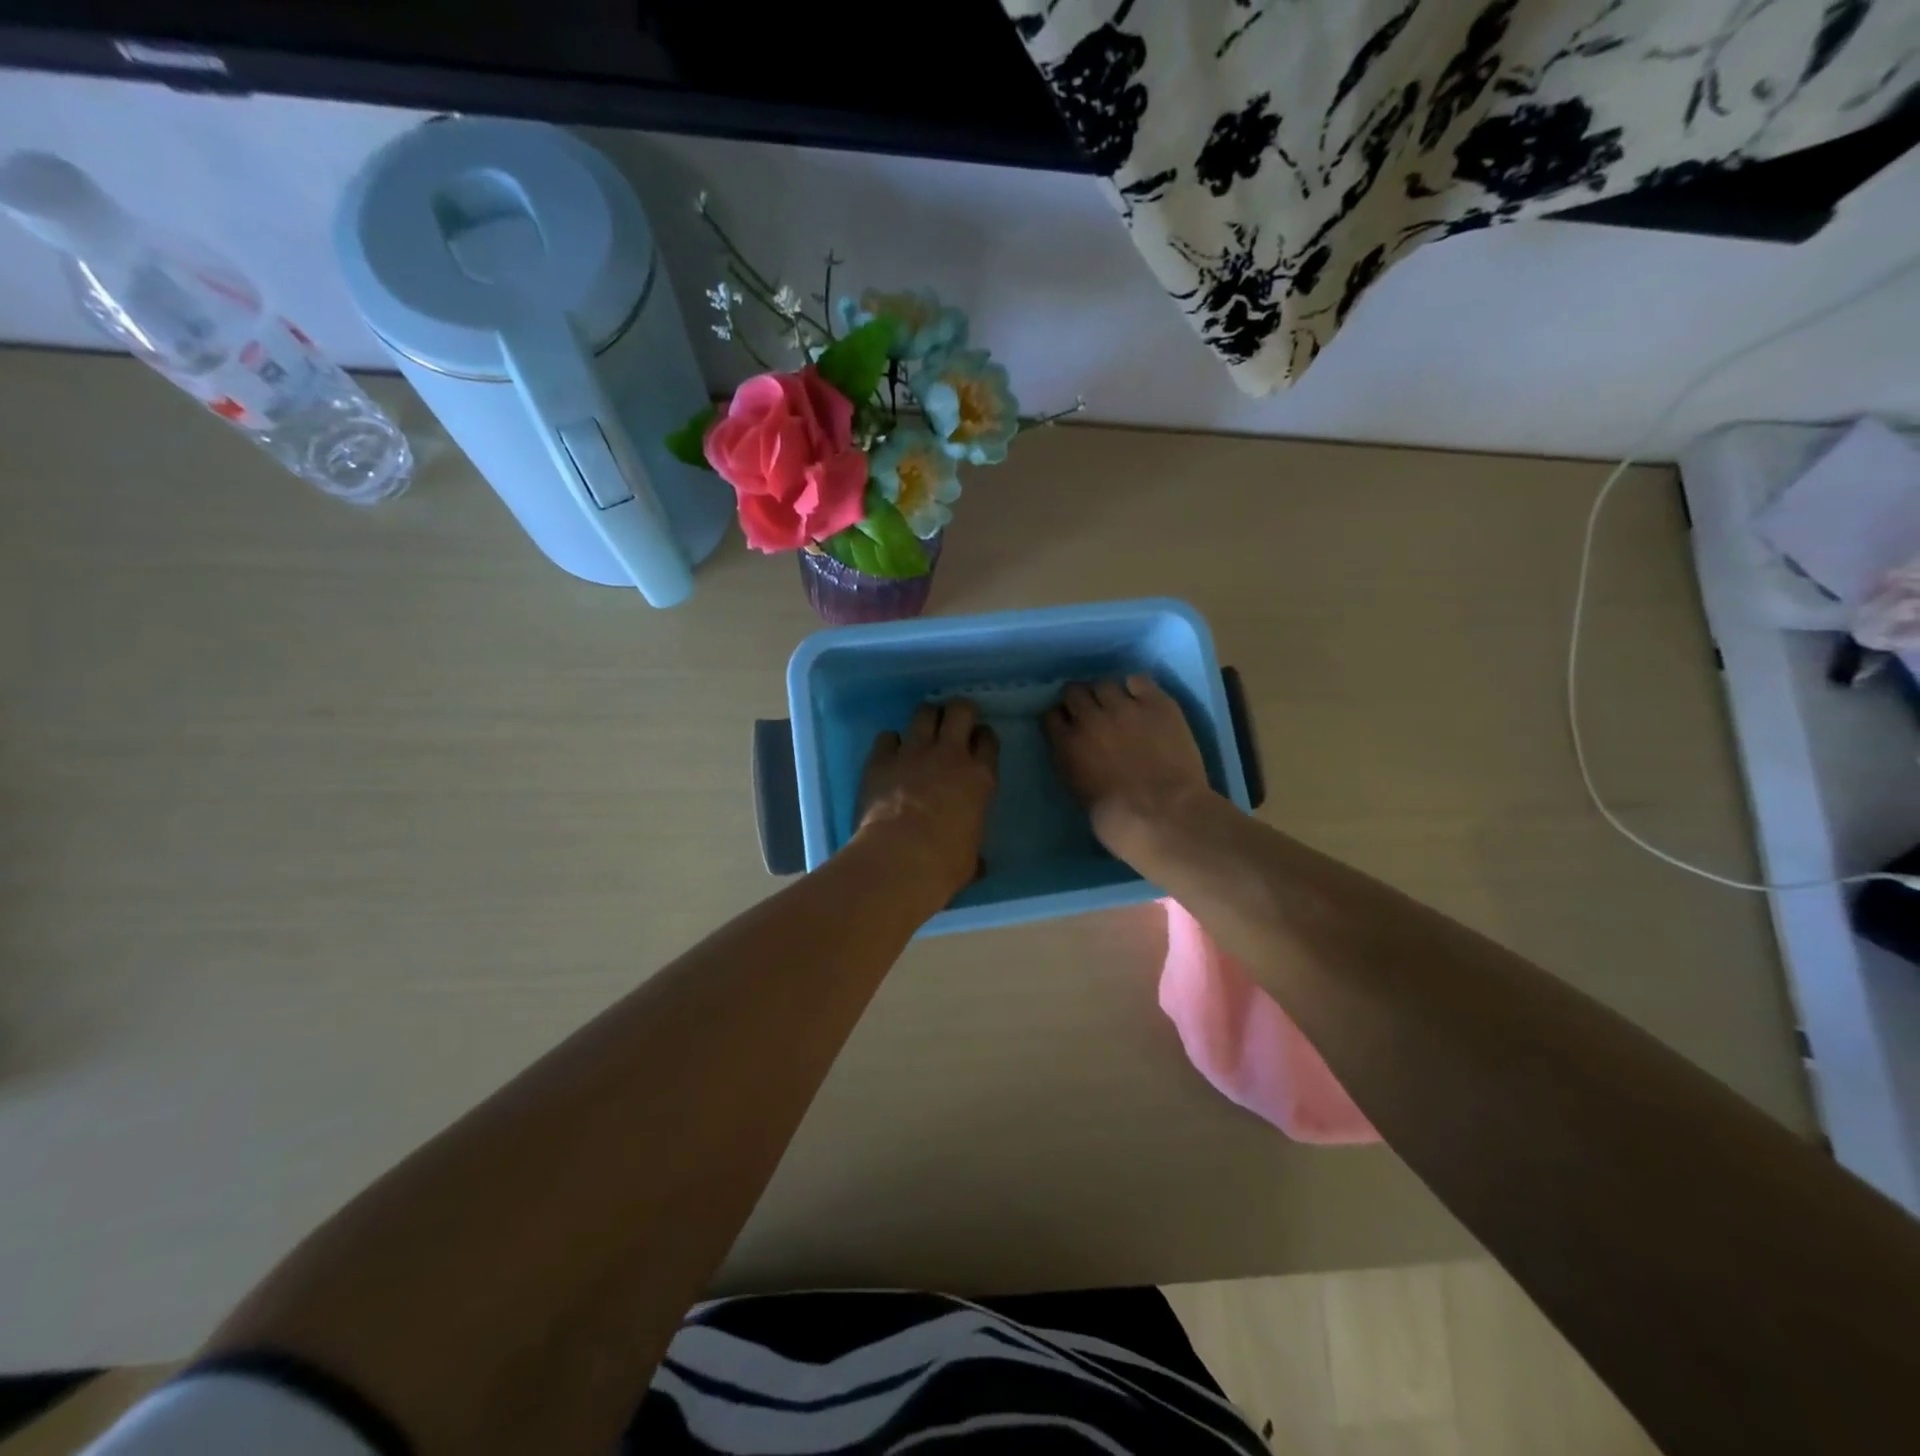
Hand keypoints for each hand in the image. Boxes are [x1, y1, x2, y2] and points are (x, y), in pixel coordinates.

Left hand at [856, 699, 999, 902]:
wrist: (900, 859)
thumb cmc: (945, 864)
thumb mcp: (972, 858)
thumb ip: (975, 848)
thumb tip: (978, 862)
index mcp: (979, 778)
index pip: (988, 740)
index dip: (982, 737)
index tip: (977, 743)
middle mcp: (949, 755)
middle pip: (960, 710)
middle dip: (958, 711)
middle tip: (953, 722)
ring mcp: (913, 753)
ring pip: (923, 712)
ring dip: (925, 718)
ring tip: (922, 731)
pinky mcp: (880, 759)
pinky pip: (887, 736)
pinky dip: (890, 743)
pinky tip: (889, 754)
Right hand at [1043, 675, 1216, 863]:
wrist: (1164, 815)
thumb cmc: (1119, 823)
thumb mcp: (1079, 795)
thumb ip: (1073, 764)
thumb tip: (1079, 752)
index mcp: (1067, 745)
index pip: (1050, 716)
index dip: (1060, 718)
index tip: (1067, 724)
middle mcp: (1090, 718)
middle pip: (1074, 691)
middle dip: (1079, 700)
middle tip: (1092, 712)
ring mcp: (1124, 707)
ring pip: (1104, 683)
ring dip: (1107, 693)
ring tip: (1119, 705)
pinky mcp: (1157, 703)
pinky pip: (1139, 679)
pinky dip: (1137, 687)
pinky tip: (1142, 699)